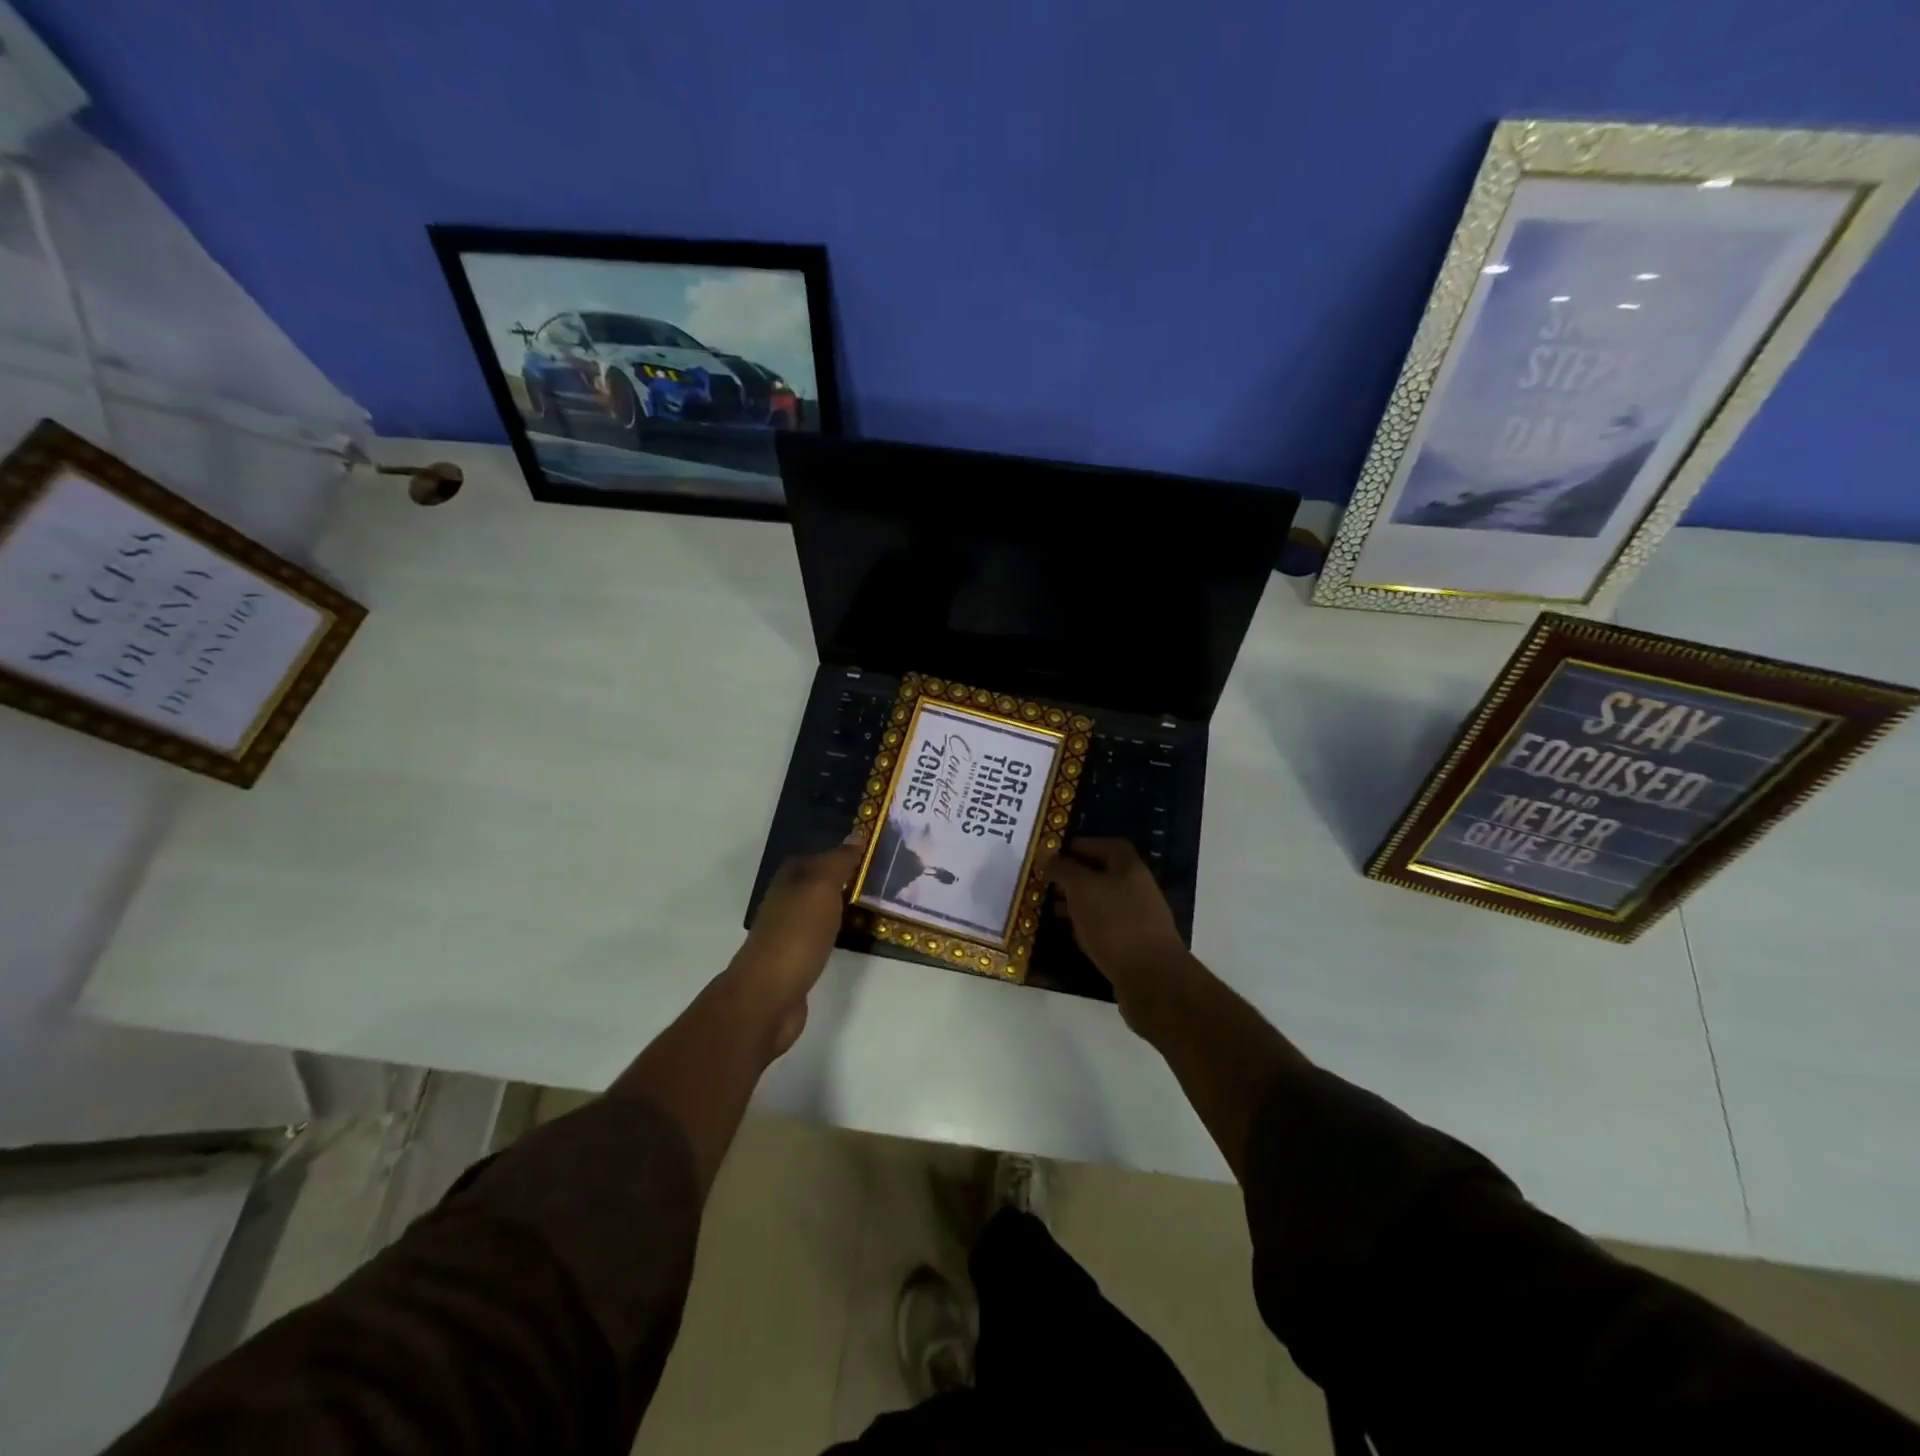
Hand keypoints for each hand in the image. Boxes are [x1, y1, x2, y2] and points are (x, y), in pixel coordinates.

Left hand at [727, 842, 861, 1056]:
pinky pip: (824, 935)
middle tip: (885, 881)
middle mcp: (787, 899)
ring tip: (877, 907)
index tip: (879, 856)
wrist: (769, 995)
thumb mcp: (821, 887)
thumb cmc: (797, 934)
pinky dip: (840, 931)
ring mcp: (790, 930)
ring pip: (823, 909)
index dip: (848, 853)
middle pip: (822, 882)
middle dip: (849, 880)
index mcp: (790, 878)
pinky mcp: (797, 958)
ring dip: (845, 906)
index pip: (823, 855)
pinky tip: (855, 936)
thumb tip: (856, 836)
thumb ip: (839, 862)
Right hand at [1048, 839, 1192, 1022]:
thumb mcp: (1082, 889)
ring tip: (1054, 909)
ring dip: (1080, 903)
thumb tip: (1049, 857)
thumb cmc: (1114, 923)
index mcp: (1130, 868)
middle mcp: (1139, 888)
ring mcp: (1140, 917)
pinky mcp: (1136, 944)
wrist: (1151, 976)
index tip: (1058, 854)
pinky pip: (1108, 926)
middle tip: (1050, 883)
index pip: (1108, 845)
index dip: (1084, 845)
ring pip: (1104, 902)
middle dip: (1076, 877)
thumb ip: (1064, 869)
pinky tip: (1074, 934)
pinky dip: (1089, 925)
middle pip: (1106, 874)